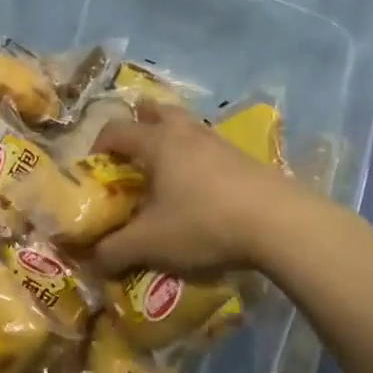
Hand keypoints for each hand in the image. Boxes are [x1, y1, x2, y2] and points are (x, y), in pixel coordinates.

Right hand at [84, 102, 300, 276]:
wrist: (280, 223)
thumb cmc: (204, 222)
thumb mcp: (151, 243)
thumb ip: (115, 251)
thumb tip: (93, 261)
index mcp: (157, 142)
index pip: (116, 130)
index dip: (98, 145)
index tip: (93, 169)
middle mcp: (186, 132)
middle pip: (156, 111)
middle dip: (140, 125)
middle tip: (132, 154)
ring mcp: (219, 142)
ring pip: (187, 127)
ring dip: (172, 141)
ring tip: (166, 173)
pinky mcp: (245, 159)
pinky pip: (210, 149)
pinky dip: (198, 160)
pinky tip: (201, 190)